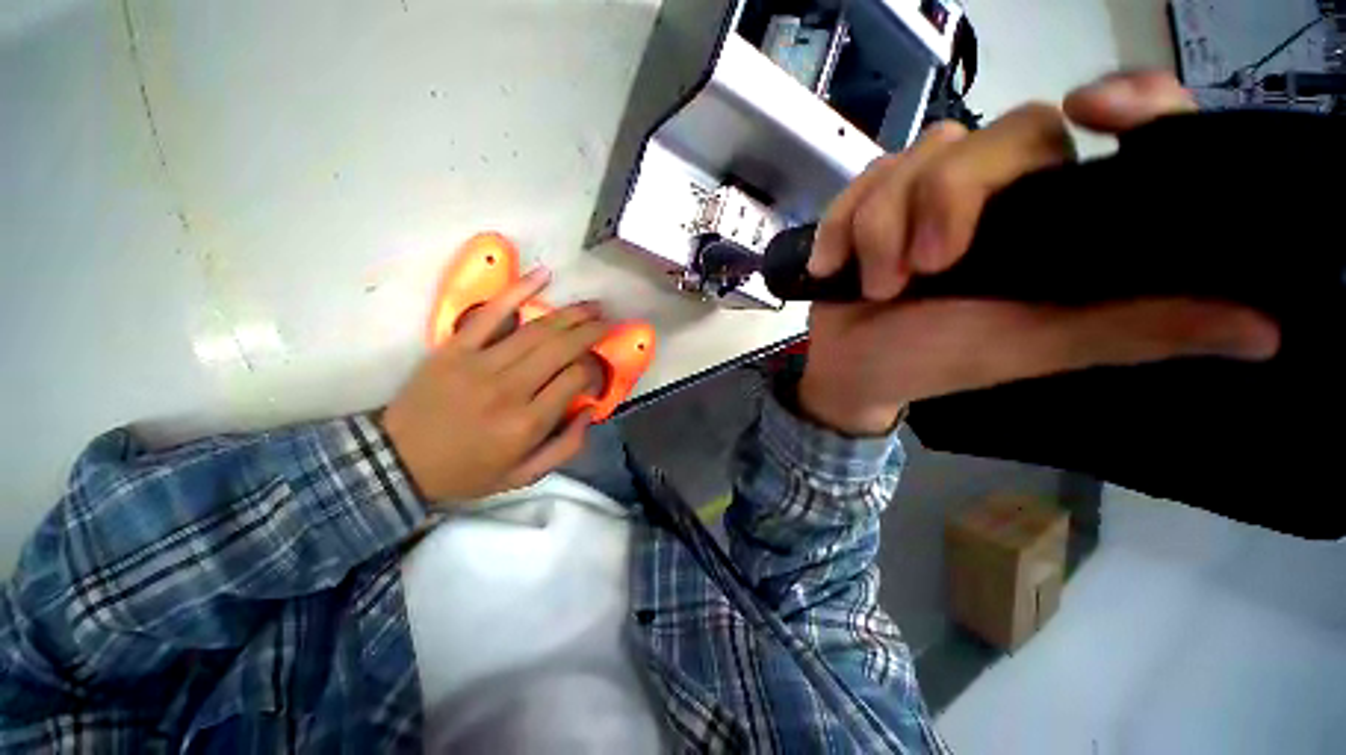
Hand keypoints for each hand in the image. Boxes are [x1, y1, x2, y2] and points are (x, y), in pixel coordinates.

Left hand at [381, 268, 608, 504]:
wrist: (397, 463)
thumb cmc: (467, 472)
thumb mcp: (523, 476)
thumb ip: (566, 447)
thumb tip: (591, 411)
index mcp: (528, 422)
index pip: (576, 379)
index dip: (595, 371)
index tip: (597, 373)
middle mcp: (510, 388)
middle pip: (562, 348)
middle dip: (592, 331)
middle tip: (608, 322)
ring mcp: (480, 363)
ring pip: (537, 329)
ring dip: (571, 313)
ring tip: (593, 306)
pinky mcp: (455, 348)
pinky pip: (491, 312)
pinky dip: (518, 290)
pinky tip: (544, 276)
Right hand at [798, 71, 1280, 435]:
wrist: (851, 365)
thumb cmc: (933, 361)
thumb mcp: (1033, 349)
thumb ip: (1135, 329)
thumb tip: (1268, 329)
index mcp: (1056, 222)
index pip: (1119, 129)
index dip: (1128, 100)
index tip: (1092, 111)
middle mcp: (1002, 192)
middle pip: (990, 137)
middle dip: (943, 201)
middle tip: (921, 271)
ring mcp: (930, 193)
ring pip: (915, 158)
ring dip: (880, 226)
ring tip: (873, 285)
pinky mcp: (874, 202)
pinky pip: (862, 181)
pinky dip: (841, 224)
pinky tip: (832, 265)